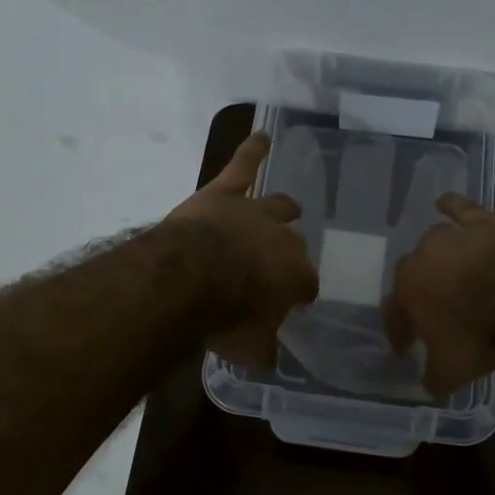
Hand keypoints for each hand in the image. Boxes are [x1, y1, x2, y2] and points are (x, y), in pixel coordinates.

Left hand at [166, 132, 318, 368]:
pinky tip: (261, 136)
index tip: (291, 302)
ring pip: (278, 205)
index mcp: (295, 275)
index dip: (298, 293)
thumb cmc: (224, 316)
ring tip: (289, 207)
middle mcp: (284, 239)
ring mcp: (255, 212)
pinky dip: (252, 150)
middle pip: (293, 243)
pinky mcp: (225, 193)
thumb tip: (268, 358)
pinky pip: (243, 166)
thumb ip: (263, 350)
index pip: (306, 284)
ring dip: (282, 209)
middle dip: (286, 254)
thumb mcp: (248, 348)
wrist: (188, 279)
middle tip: (273, 267)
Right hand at [383, 193, 494, 396]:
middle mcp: (421, 259)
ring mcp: (452, 237)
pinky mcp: (482, 223)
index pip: (395, 314)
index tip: (405, 348)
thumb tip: (429, 385)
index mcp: (406, 292)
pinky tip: (444, 202)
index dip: (400, 332)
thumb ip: (435, 377)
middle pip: (413, 276)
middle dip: (419, 295)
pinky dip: (452, 206)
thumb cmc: (478, 334)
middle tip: (432, 315)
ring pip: (436, 245)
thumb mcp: (452, 370)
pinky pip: (461, 209)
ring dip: (438, 259)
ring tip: (447, 274)